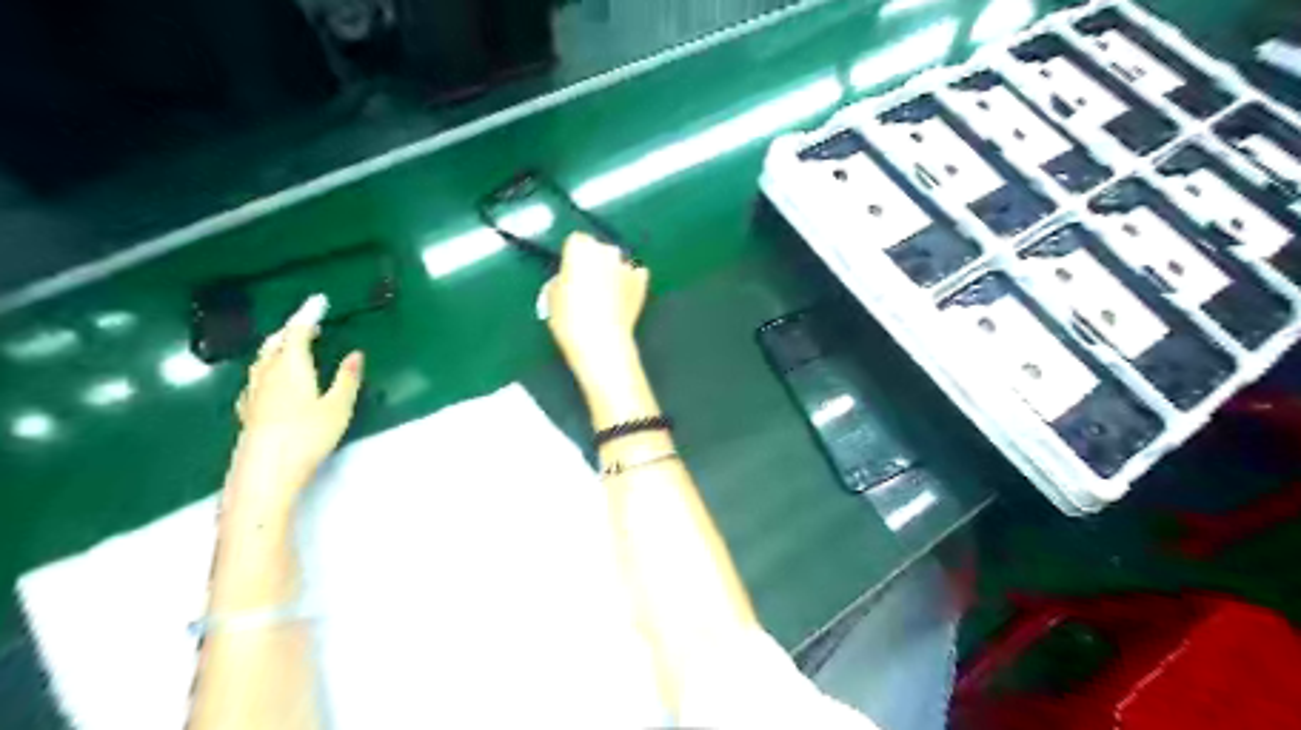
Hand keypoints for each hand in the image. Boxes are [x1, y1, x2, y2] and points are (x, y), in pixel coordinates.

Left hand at [233, 309, 360, 496]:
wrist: (265, 469)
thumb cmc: (307, 435)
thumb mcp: (338, 407)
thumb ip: (347, 379)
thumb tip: (356, 354)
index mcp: (291, 367)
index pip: (298, 332)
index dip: (308, 315)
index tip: (318, 301)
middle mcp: (268, 373)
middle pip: (275, 342)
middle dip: (291, 329)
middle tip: (308, 323)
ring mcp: (254, 391)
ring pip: (263, 358)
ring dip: (277, 346)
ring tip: (290, 344)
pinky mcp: (248, 409)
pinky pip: (257, 377)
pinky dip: (268, 367)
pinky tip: (269, 378)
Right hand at [545, 231, 650, 387]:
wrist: (602, 342)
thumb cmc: (570, 320)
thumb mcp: (551, 298)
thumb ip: (561, 280)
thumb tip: (568, 279)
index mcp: (580, 249)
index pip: (576, 241)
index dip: (573, 256)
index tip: (570, 271)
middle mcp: (606, 251)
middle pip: (599, 249)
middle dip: (594, 262)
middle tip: (587, 284)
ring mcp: (627, 266)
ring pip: (618, 262)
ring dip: (613, 271)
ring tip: (607, 294)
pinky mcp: (642, 282)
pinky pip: (636, 274)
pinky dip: (631, 281)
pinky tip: (623, 296)